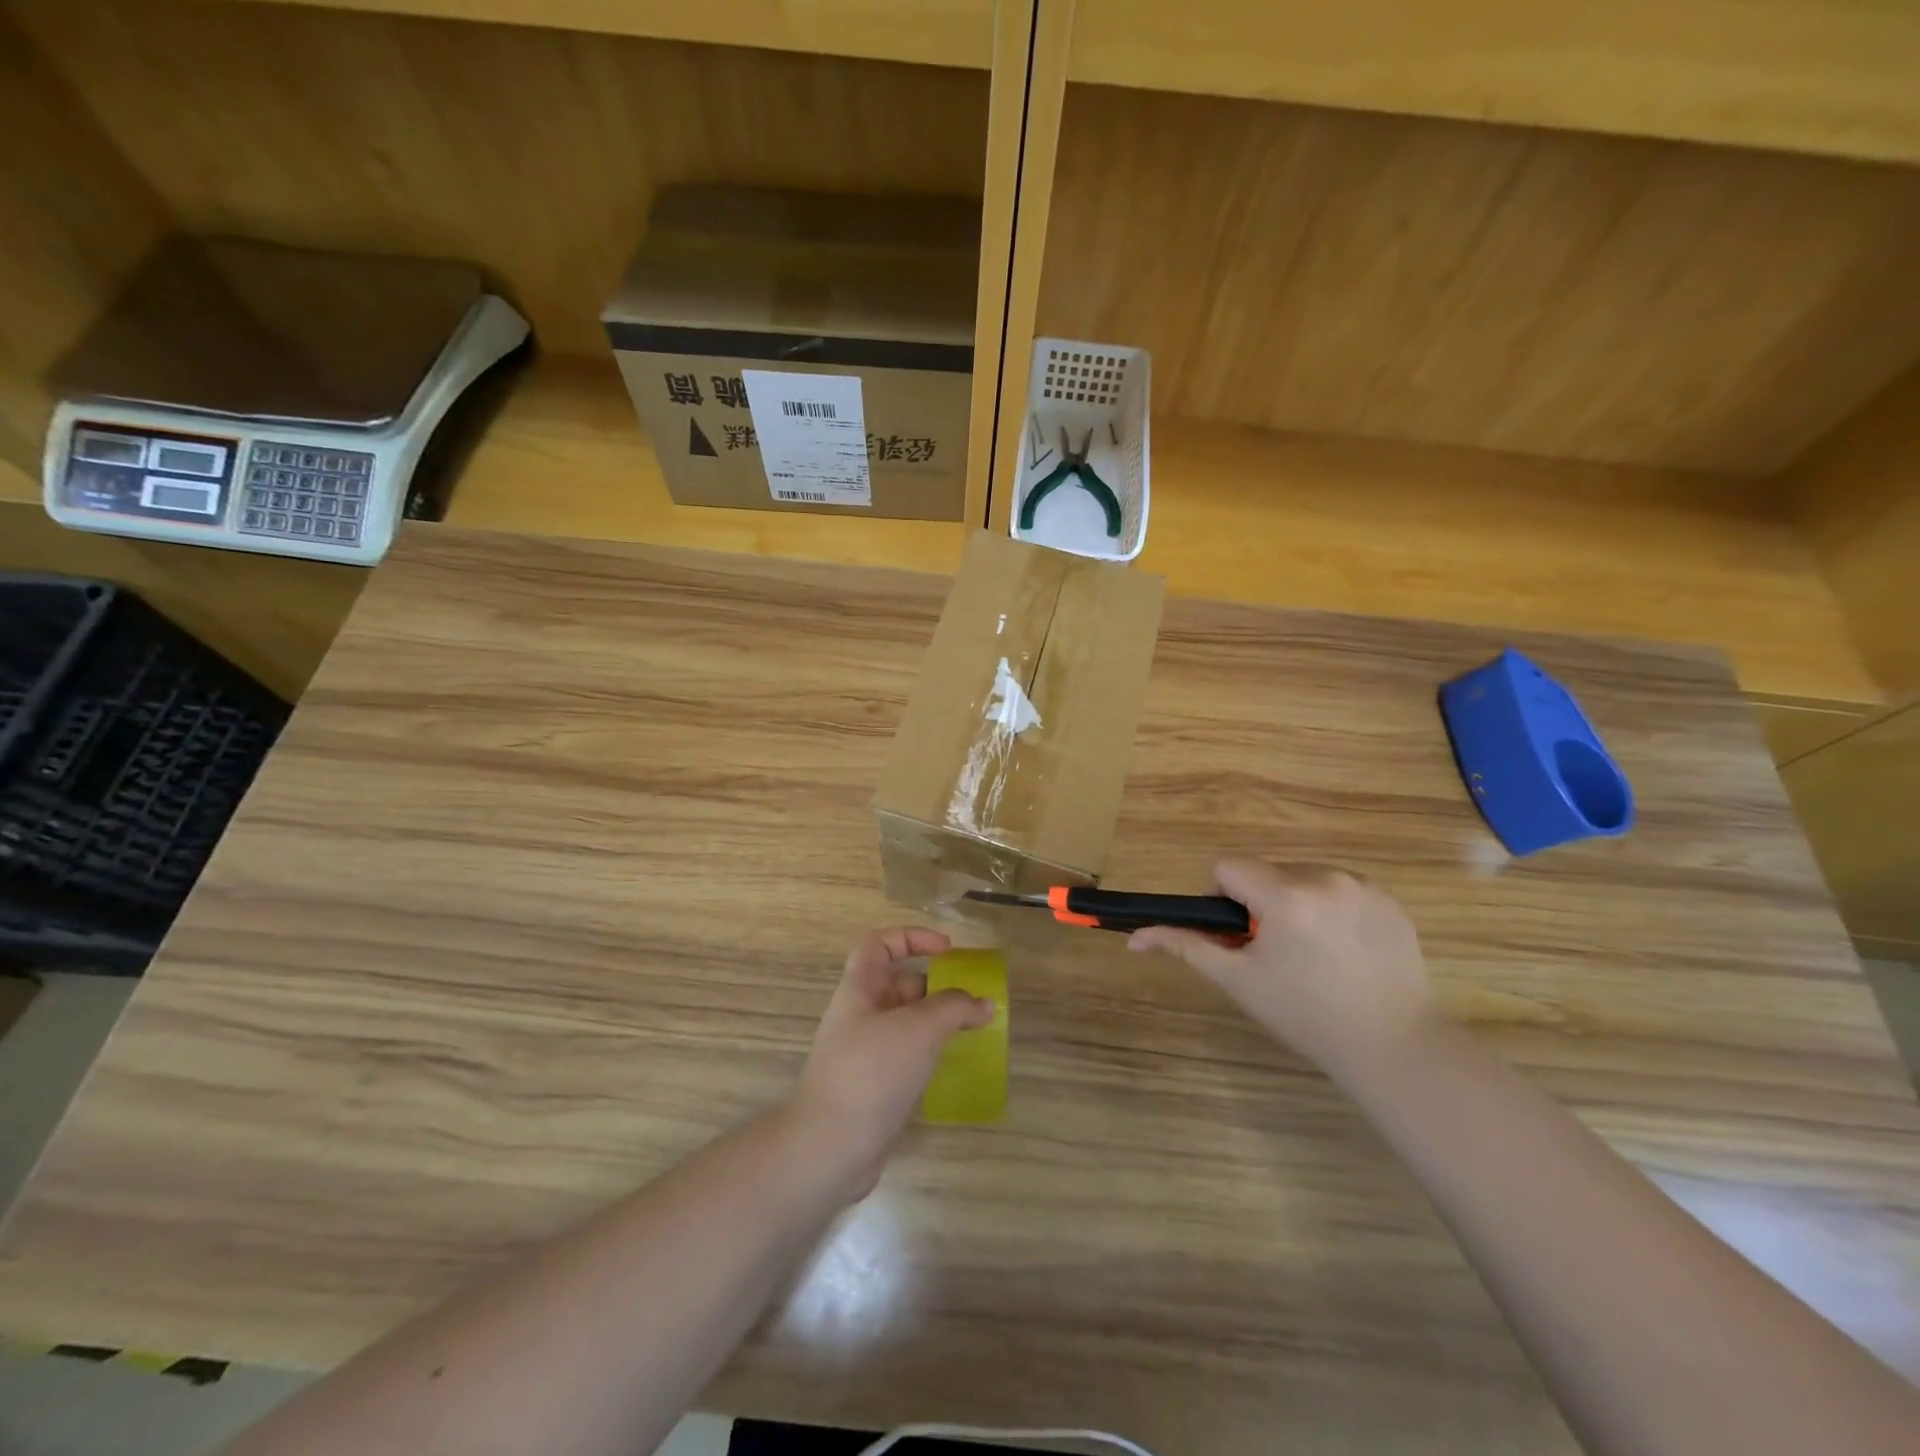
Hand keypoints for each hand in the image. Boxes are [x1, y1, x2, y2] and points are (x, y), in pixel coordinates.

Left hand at [791, 927, 994, 1197]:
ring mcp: (866, 1053)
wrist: (829, 1147)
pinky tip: (954, 1065)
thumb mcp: (919, 1028)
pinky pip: (907, 1056)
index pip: (880, 944)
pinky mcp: (875, 1087)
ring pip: (907, 1023)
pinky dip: (931, 1054)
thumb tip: (984, 1003)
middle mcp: (860, 1015)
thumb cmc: (872, 1071)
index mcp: (860, 988)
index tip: (948, 951)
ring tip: (975, 1031)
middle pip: (899, 984)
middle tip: (974, 1000)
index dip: (912, 937)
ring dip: (938, 1023)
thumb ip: (955, 1008)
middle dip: (937, 987)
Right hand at [1130, 859, 1437, 1084]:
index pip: (1228, 867)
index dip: (1223, 899)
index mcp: (1285, 896)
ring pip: (1304, 876)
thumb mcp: (1239, 980)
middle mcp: (1324, 878)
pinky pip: (1341, 888)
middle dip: (1261, 902)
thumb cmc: (1306, 1015)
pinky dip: (1332, 909)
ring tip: (1313, 952)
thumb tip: (1135, 936)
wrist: (1394, 1047)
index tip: (1239, 936)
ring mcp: (1363, 886)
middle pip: (1267, 871)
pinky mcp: (1389, 899)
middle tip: (1276, 952)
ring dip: (1296, 902)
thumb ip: (1186, 946)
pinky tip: (1345, 950)